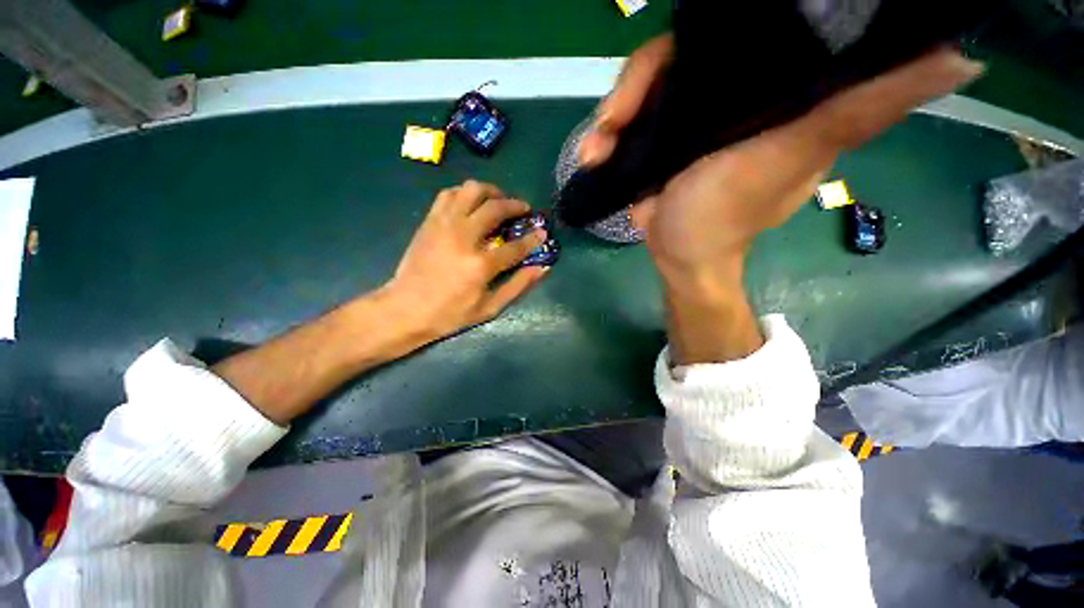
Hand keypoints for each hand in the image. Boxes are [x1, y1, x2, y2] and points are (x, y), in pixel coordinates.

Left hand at [385, 180, 548, 339]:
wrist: (405, 309)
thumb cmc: (450, 314)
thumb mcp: (489, 308)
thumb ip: (517, 285)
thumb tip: (542, 268)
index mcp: (481, 264)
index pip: (515, 246)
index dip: (533, 238)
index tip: (542, 232)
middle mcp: (464, 237)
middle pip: (495, 208)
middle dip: (516, 205)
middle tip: (524, 209)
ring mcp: (444, 225)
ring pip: (471, 190)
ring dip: (491, 192)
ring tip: (499, 201)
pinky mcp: (430, 221)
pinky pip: (449, 194)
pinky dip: (465, 193)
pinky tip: (472, 204)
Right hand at [581, 35, 983, 278]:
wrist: (680, 255)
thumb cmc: (726, 215)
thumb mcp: (794, 156)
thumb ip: (862, 106)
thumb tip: (960, 54)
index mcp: (766, 87)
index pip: (734, 32)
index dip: (700, 34)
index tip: (670, 57)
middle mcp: (724, 93)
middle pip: (672, 59)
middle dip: (634, 87)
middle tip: (611, 123)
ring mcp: (681, 117)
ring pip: (640, 93)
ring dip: (609, 117)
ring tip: (594, 149)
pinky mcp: (653, 140)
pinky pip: (624, 124)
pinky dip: (604, 138)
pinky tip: (592, 157)